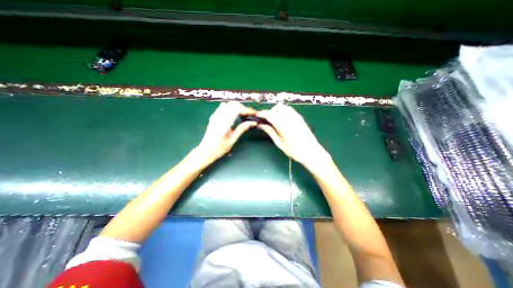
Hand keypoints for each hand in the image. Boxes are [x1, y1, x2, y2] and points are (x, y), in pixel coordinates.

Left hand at [196, 101, 256, 164]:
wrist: (205, 151)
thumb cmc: (219, 148)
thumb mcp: (232, 140)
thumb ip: (242, 129)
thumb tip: (252, 123)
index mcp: (224, 123)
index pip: (237, 110)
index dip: (247, 110)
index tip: (254, 113)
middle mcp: (219, 117)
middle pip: (232, 105)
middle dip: (243, 107)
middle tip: (250, 114)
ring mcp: (215, 116)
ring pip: (228, 104)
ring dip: (237, 107)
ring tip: (243, 113)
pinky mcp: (213, 117)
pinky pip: (222, 107)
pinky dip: (230, 108)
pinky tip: (234, 114)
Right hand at [257, 104, 333, 168]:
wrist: (311, 152)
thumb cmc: (294, 150)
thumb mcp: (279, 143)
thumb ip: (270, 132)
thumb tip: (260, 125)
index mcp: (283, 124)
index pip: (269, 114)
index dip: (262, 114)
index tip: (257, 116)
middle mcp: (289, 117)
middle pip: (276, 108)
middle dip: (269, 112)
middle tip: (266, 121)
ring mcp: (296, 116)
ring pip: (283, 107)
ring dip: (277, 111)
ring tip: (275, 121)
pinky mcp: (300, 118)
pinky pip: (289, 110)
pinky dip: (283, 112)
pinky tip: (283, 121)